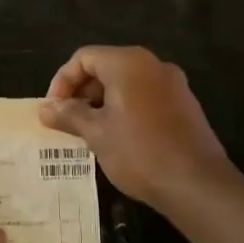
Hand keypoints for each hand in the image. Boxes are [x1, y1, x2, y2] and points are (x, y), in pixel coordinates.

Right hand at [38, 46, 231, 209]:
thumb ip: (69, 115)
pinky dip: (125, 109)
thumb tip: (45, 109)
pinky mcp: (184, 105)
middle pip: (105, 67)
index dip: (62, 81)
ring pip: (126, 83)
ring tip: (90, 133)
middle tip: (68, 122)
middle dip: (82, 92)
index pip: (84, 58)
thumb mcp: (96, 134)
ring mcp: (173, 84)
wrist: (198, 185)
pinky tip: (118, 139)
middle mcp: (152, 64)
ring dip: (102, 103)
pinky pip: (145, 97)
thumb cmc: (140, 153)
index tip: (53, 110)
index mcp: (128, 63)